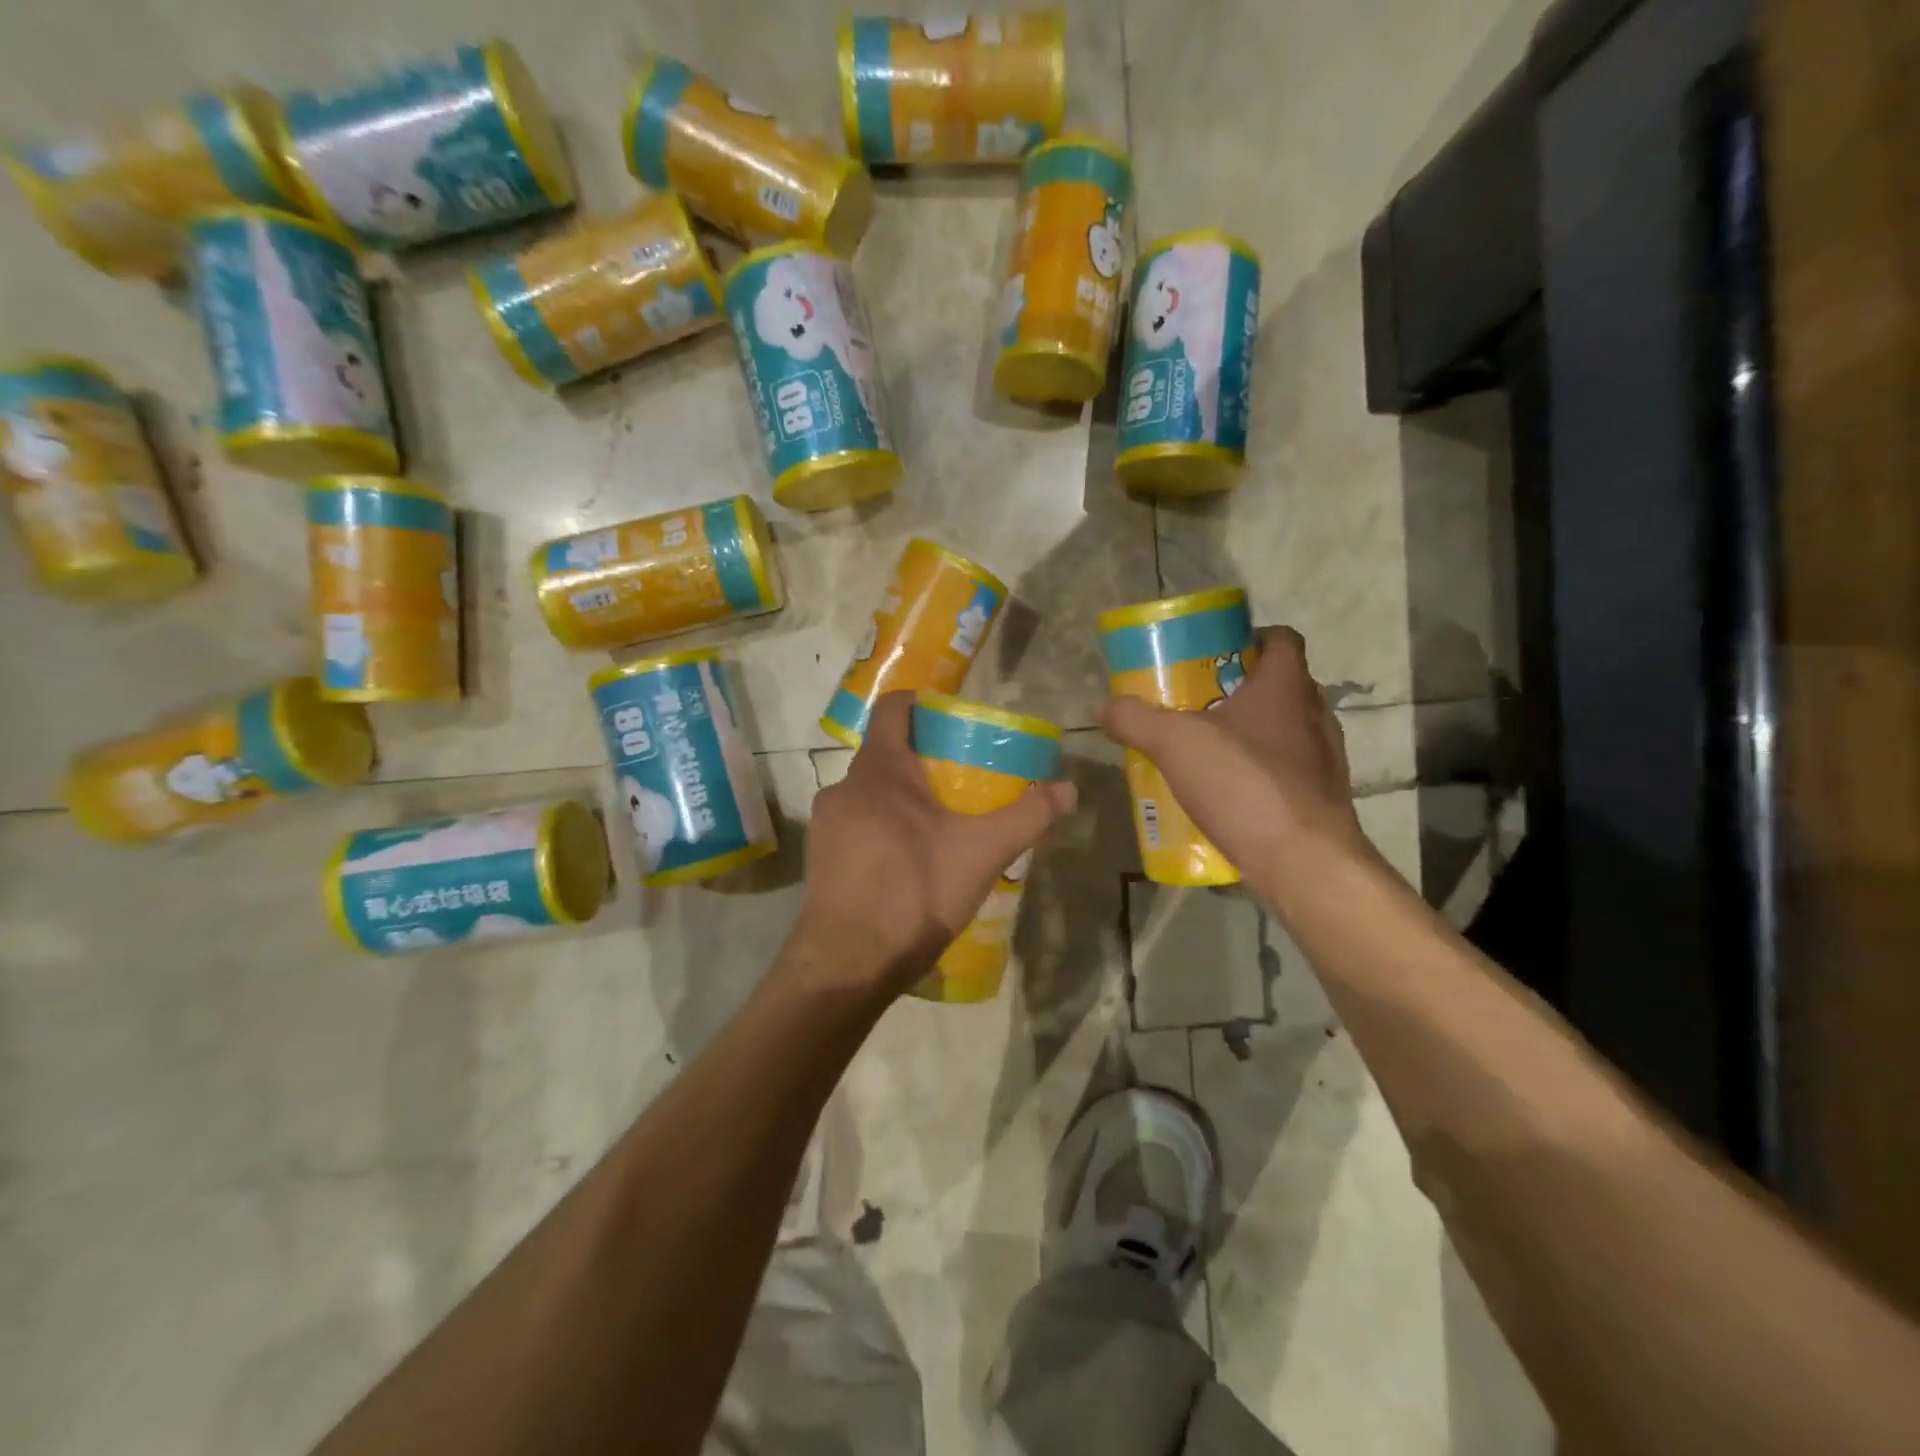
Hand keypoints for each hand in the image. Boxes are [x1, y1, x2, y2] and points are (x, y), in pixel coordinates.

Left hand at [795, 692, 1077, 996]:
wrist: (848, 964)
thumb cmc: (914, 892)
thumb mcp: (982, 853)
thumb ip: (1028, 817)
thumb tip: (1069, 789)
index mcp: (880, 769)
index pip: (895, 707)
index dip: (924, 703)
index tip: (956, 719)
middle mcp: (844, 786)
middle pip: (888, 753)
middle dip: (926, 760)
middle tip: (966, 782)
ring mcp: (826, 823)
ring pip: (873, 793)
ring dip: (906, 800)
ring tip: (943, 827)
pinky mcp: (821, 857)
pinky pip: (858, 826)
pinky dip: (885, 829)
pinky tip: (911, 863)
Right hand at [1101, 626, 1373, 898]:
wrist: (1303, 862)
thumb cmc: (1244, 784)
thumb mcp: (1174, 744)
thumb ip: (1136, 719)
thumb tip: (1104, 707)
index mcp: (1286, 686)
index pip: (1281, 639)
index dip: (1250, 638)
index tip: (1214, 653)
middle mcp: (1314, 715)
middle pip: (1279, 686)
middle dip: (1239, 689)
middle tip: (1195, 702)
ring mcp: (1324, 760)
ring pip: (1284, 730)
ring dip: (1249, 734)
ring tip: (1206, 750)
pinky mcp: (1321, 799)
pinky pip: (1286, 771)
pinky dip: (1258, 773)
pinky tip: (1225, 794)